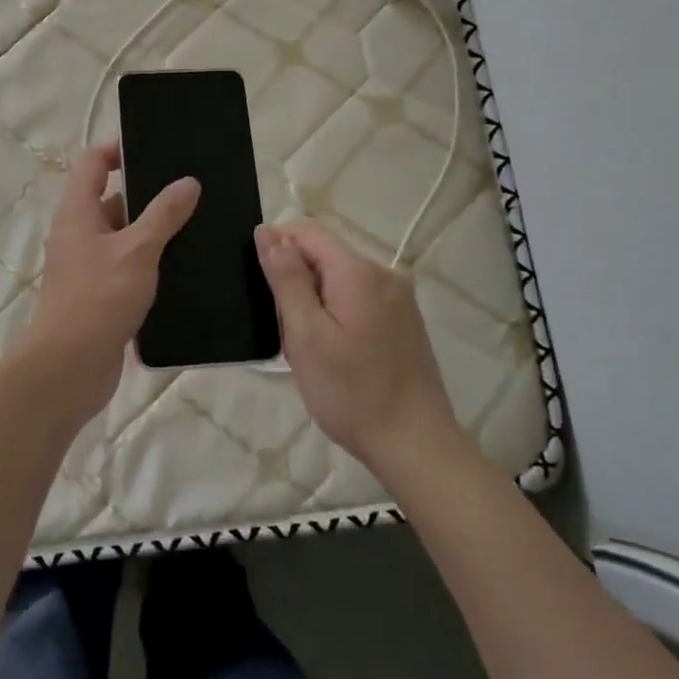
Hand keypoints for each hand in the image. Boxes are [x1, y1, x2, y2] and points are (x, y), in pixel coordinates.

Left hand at [22, 143, 199, 423]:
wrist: (69, 367)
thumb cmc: (98, 298)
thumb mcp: (137, 250)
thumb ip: (164, 214)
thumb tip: (188, 182)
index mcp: (77, 212)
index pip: (92, 163)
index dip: (118, 150)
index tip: (155, 150)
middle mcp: (78, 233)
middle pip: (112, 199)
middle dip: (149, 195)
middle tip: (190, 190)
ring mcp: (88, 266)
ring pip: (124, 237)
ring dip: (154, 232)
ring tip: (198, 226)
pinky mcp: (100, 294)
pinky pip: (128, 267)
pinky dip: (151, 263)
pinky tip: (185, 268)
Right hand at [255, 222, 474, 478]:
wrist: (416, 447)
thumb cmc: (352, 393)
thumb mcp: (306, 335)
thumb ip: (286, 278)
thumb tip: (267, 231)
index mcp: (359, 271)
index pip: (307, 231)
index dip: (276, 246)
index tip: (262, 288)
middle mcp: (384, 273)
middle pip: (324, 253)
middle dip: (295, 280)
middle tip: (286, 330)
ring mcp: (398, 297)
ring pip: (338, 277)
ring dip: (314, 299)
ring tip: (307, 347)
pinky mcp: (403, 319)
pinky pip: (357, 296)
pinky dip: (335, 312)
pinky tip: (333, 352)